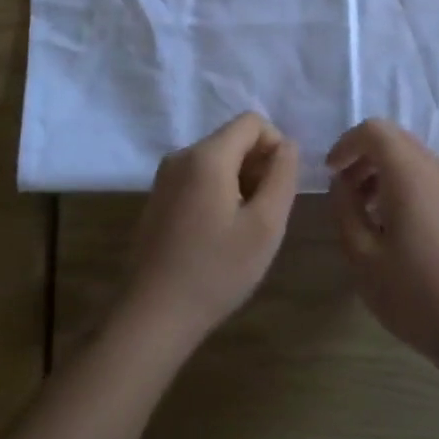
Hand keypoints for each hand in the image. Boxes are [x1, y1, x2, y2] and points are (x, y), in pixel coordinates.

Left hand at [120, 113, 300, 348]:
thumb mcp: (265, 226)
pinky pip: (198, 178)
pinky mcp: (157, 198)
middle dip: (257, 167)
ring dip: (239, 182)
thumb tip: (287, 146)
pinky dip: (218, 194)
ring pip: (216, 160)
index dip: (275, 146)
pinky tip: (219, 236)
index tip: (279, 188)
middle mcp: (182, 156)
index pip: (252, 122)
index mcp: (207, 155)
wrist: (151, 317)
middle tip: (264, 214)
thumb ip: (282, 176)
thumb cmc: (214, 271)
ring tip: (242, 229)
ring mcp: (165, 177)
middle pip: (233, 139)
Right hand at [328, 119, 438, 368]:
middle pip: (396, 140)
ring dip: (385, 174)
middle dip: (364, 157)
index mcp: (410, 174)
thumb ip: (345, 211)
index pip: (375, 130)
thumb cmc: (419, 296)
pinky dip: (407, 188)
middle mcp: (437, 170)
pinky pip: (432, 180)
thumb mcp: (364, 259)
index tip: (331, 173)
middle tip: (346, 193)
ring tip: (369, 216)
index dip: (347, 144)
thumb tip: (340, 183)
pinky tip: (401, 232)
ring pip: (415, 160)